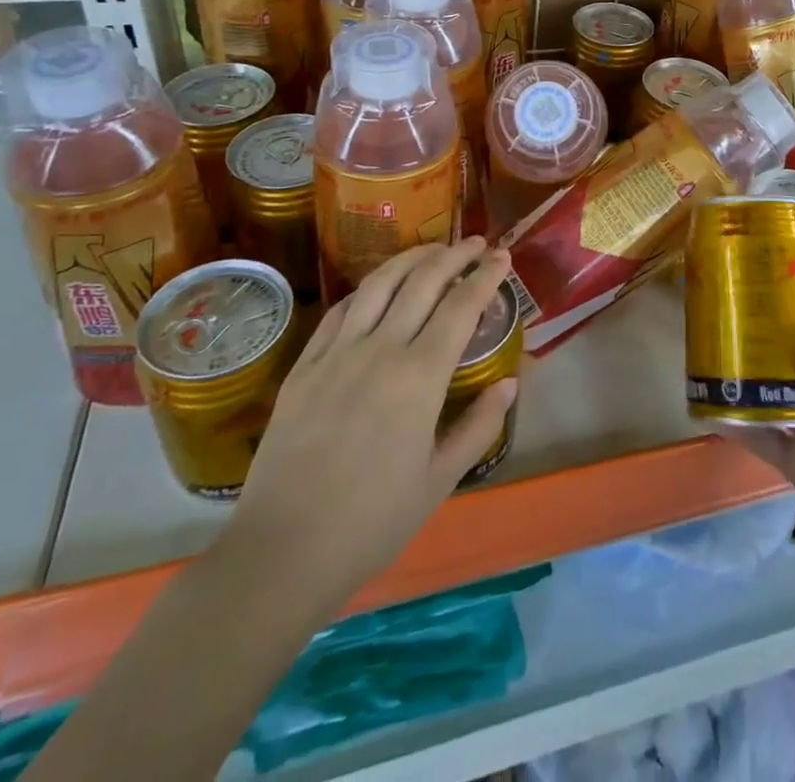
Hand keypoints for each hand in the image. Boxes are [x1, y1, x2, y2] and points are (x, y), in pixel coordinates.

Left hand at [227, 238, 515, 608]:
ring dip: (411, 258)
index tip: (502, 256)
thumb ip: (479, 425)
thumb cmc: (372, 522)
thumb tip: (510, 383)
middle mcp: (381, 349)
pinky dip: (367, 288)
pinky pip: (340, 311)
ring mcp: (337, 353)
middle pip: (423, 281)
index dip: (486, 276)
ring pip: (379, 284)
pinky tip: (377, 287)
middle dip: (455, 255)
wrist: (283, 551)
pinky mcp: (304, 366)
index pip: (462, 306)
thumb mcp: (439, 480)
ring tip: (433, 250)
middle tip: (476, 243)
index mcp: (420, 376)